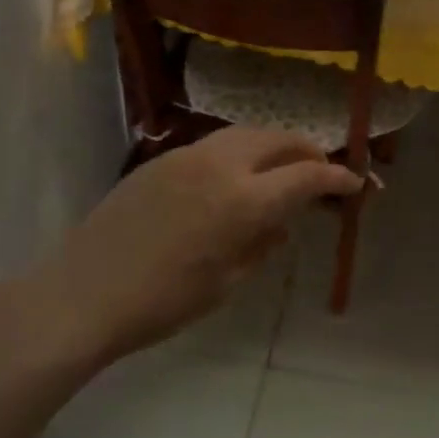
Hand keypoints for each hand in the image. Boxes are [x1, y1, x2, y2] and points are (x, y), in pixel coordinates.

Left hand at [36, 129, 360, 369]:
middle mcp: (221, 165)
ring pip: (247, 134)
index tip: (356, 183)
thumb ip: (262, 243)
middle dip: (309, 151)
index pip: (306, 175)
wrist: (82, 294)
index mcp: (243, 200)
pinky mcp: (162, 159)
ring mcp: (188, 156)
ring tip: (284, 167)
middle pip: (280, 140)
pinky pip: (216, 145)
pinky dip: (241, 152)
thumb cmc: (162, 303)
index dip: (337, 177)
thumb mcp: (227, 283)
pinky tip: (237, 176)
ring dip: (275, 146)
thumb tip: (280, 222)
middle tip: (323, 171)